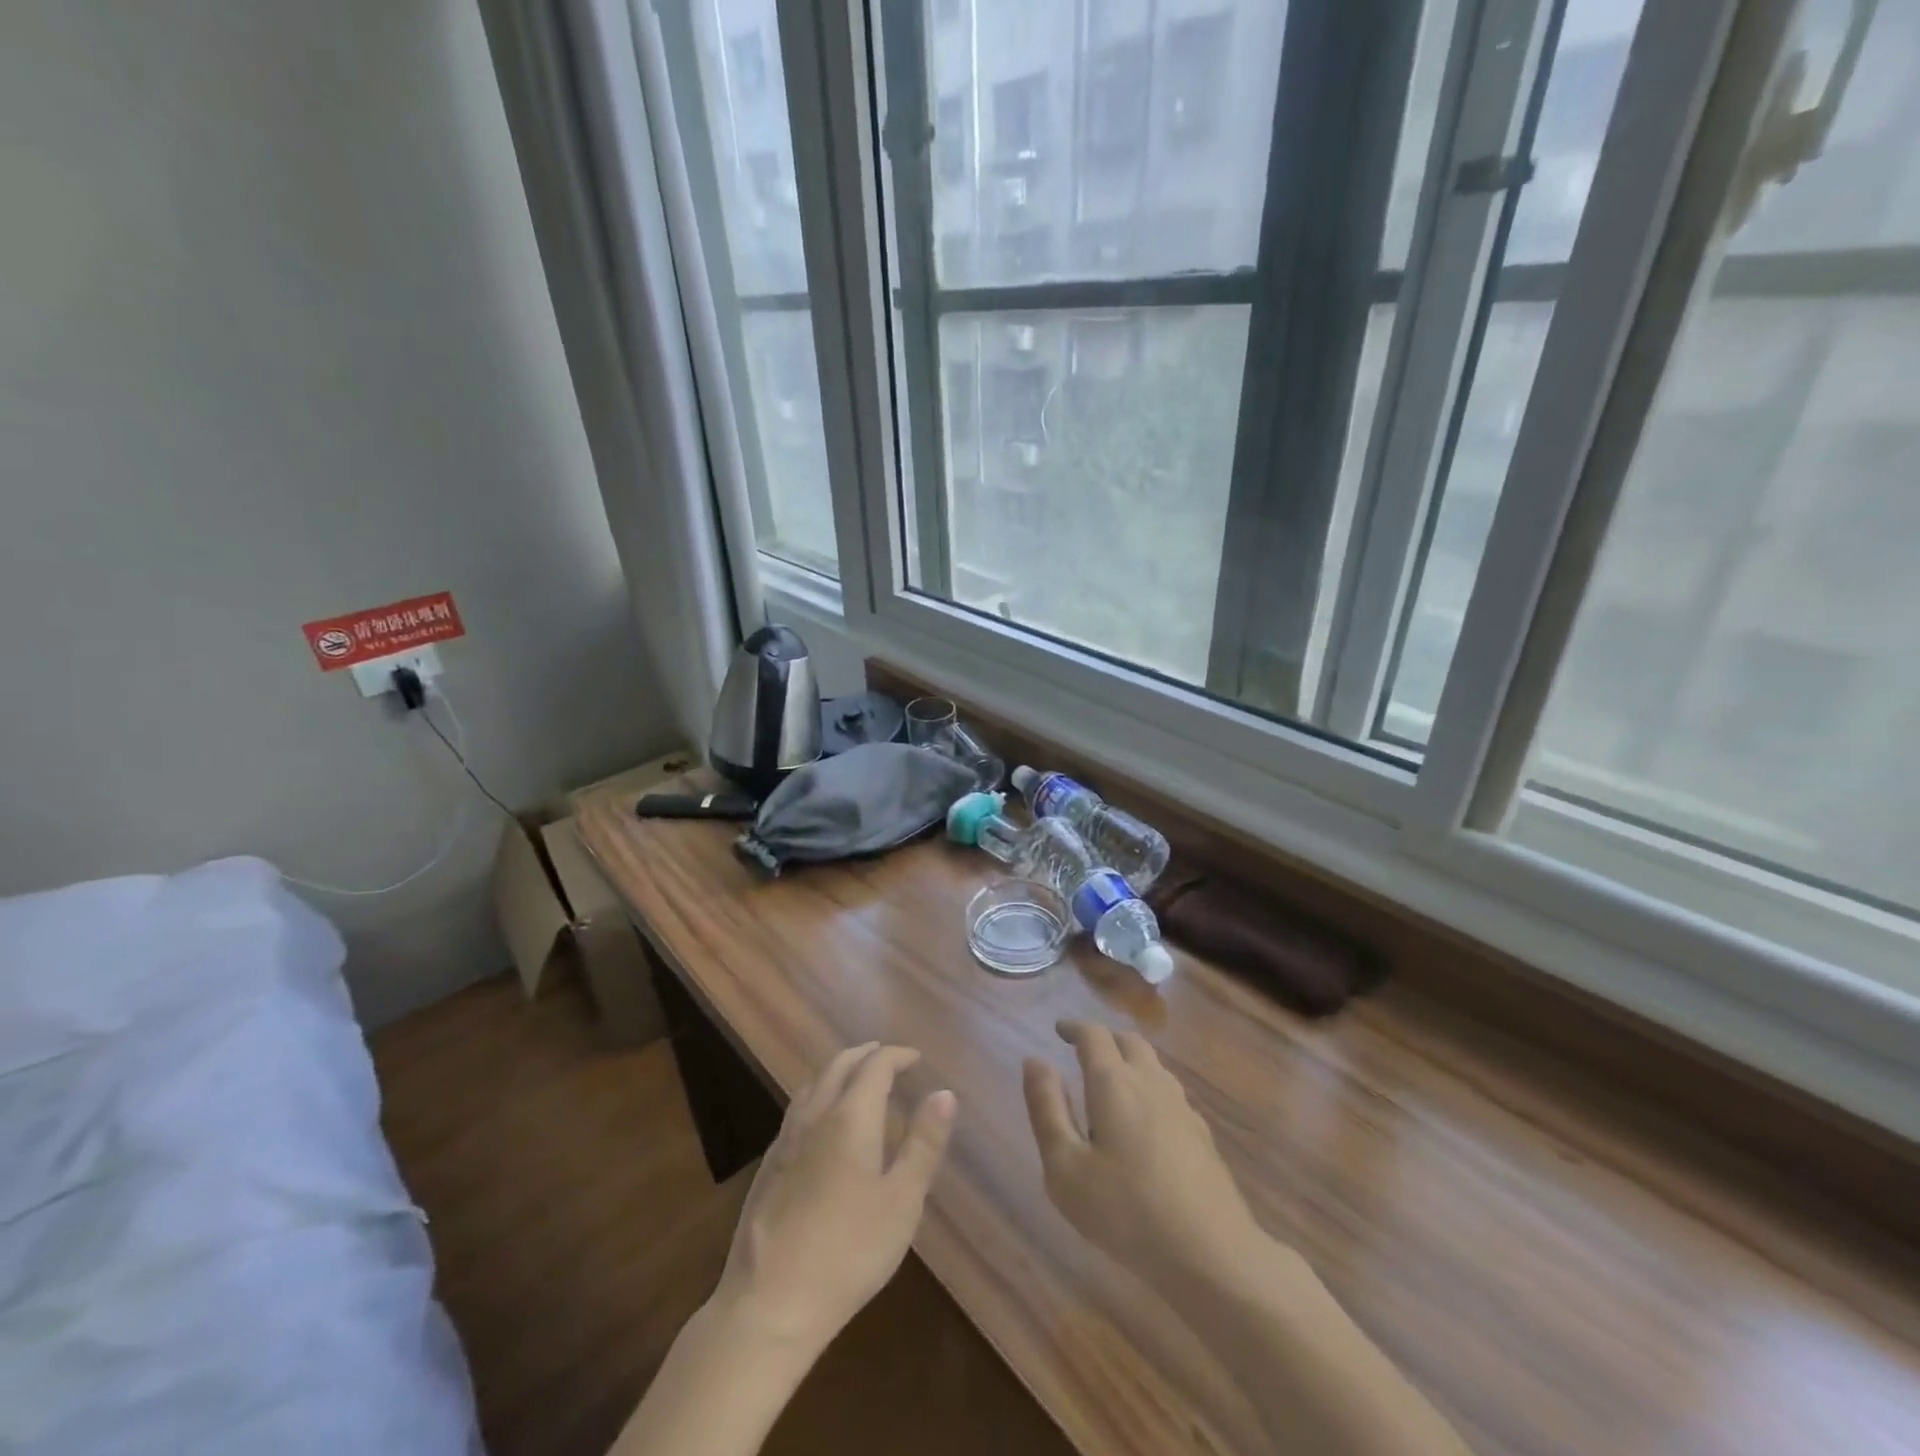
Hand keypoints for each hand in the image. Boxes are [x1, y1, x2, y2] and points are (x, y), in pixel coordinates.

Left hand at [714, 1043, 955, 1353]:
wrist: (770, 1303)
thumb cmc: (848, 1252)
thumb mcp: (902, 1201)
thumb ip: (924, 1143)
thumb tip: (943, 1092)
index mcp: (850, 1117)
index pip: (875, 1065)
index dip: (897, 1055)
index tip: (916, 1058)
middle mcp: (815, 1115)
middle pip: (839, 1064)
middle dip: (866, 1054)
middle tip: (889, 1058)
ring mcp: (786, 1138)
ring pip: (813, 1082)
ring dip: (839, 1069)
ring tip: (858, 1078)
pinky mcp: (769, 1164)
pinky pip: (798, 1106)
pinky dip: (819, 1093)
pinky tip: (823, 1119)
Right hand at [1024, 1020, 1264, 1288]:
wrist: (1213, 1255)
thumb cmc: (1126, 1211)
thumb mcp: (1066, 1167)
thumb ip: (1047, 1109)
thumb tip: (1035, 1061)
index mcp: (1114, 1083)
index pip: (1093, 1035)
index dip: (1074, 1027)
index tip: (1059, 1030)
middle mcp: (1151, 1083)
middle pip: (1129, 1041)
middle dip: (1105, 1039)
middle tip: (1084, 1051)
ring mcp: (1183, 1108)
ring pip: (1154, 1066)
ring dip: (1130, 1062)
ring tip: (1112, 1083)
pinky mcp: (1203, 1136)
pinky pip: (1170, 1094)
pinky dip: (1150, 1090)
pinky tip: (1145, 1123)